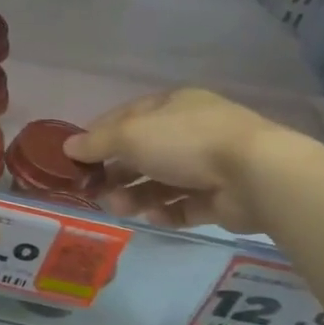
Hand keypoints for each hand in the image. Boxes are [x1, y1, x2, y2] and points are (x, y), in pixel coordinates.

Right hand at [64, 87, 290, 234]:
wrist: (256, 175)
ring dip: (136, 195)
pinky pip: (185, 205)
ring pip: (161, 182)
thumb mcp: (131, 135)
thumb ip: (97, 142)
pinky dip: (167, 212)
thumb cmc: (186, 142)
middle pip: (143, 153)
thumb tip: (67, 146)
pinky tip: (154, 218)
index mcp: (172, 106)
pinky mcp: (221, 198)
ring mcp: (209, 165)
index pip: (127, 117)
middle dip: (116, 172)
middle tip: (94, 192)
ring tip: (120, 209)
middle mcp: (190, 131)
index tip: (77, 158)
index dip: (99, 135)